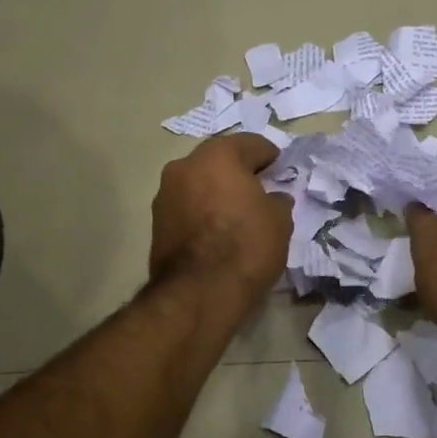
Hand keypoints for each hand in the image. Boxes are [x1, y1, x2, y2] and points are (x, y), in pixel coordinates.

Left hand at [148, 134, 292, 305]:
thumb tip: (272, 199)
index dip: (270, 156)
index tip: (280, 170)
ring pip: (199, 183)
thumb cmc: (245, 246)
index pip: (251, 144)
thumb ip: (277, 201)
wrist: (198, 292)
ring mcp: (165, 193)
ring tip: (236, 213)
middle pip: (219, 160)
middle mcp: (185, 165)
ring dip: (216, 191)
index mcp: (218, 155)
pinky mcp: (156, 222)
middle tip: (259, 190)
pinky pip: (187, 206)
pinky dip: (202, 211)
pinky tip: (217, 230)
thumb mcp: (279, 221)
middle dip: (239, 172)